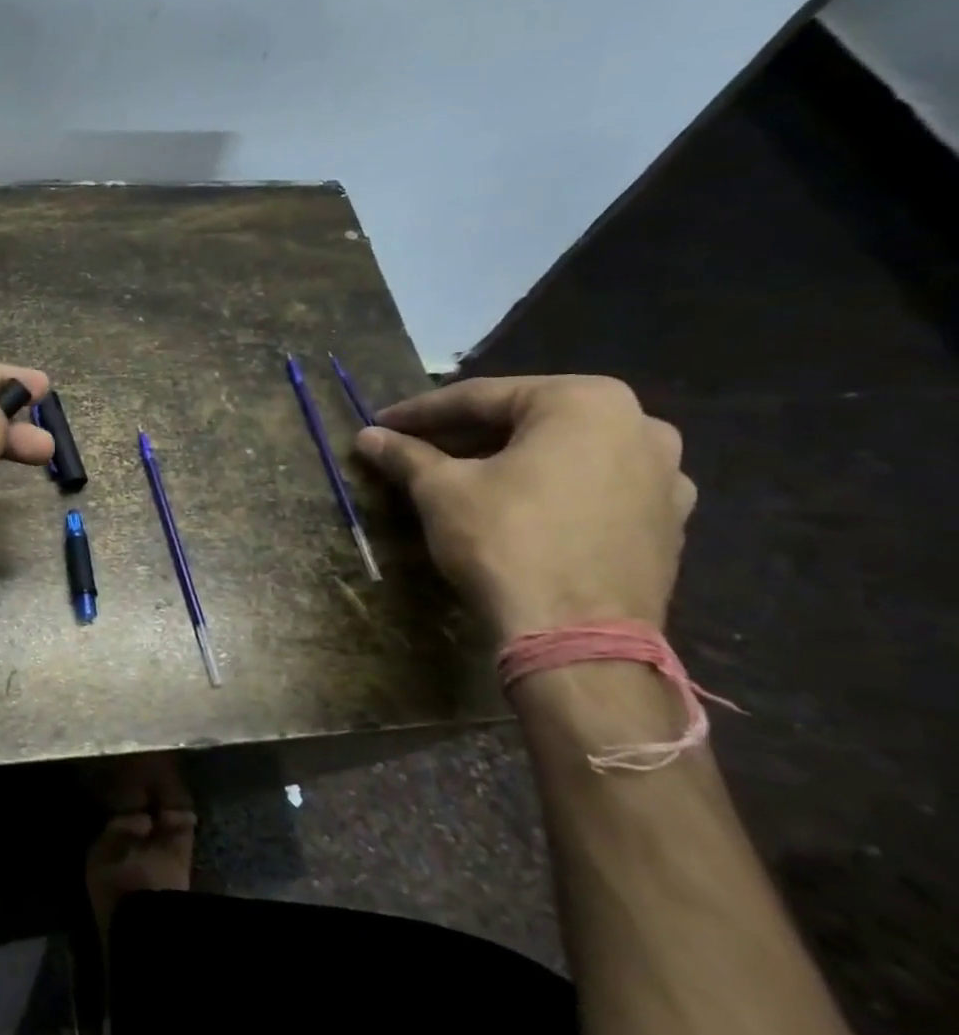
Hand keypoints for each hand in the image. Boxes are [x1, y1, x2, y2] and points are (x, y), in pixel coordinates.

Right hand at [353, 375, 695, 637]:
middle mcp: (640, 424)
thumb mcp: (441, 491)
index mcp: (585, 401)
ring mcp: (665, 475)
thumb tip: (367, 436)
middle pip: (527, 422)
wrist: (577, 637)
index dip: (421, 412)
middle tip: (415, 449)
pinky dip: (548, 489)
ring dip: (508, 460)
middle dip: (466, 436)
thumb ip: (406, 455)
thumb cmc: (505, 541)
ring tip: (460, 477)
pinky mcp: (666, 522)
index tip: (382, 424)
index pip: (481, 398)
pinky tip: (513, 507)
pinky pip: (592, 488)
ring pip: (563, 454)